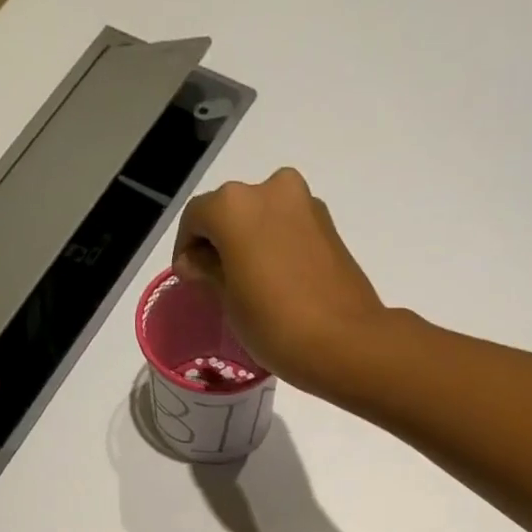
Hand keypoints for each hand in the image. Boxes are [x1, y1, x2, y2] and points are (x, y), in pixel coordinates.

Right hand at [172, 168, 386, 398]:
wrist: (345, 342)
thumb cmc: (275, 325)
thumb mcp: (229, 302)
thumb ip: (208, 271)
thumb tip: (194, 261)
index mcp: (234, 205)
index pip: (196, 218)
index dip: (185, 248)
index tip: (188, 280)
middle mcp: (270, 189)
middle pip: (231, 211)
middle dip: (220, 242)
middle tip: (217, 282)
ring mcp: (304, 203)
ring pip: (263, 217)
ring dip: (250, 242)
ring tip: (249, 284)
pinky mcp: (329, 224)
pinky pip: (289, 229)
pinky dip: (276, 246)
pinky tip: (277, 282)